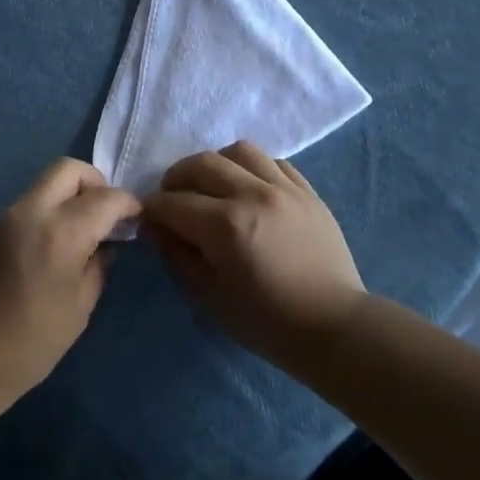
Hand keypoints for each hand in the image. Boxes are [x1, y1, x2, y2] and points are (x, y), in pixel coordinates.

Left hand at [0, 159, 139, 408]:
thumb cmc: (28, 345)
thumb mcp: (78, 310)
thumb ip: (98, 268)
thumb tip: (106, 246)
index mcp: (61, 233)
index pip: (106, 198)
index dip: (128, 204)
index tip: (137, 218)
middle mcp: (31, 212)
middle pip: (68, 169)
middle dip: (95, 183)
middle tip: (105, 216)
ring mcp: (4, 217)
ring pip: (45, 184)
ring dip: (68, 197)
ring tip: (79, 233)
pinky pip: (26, 205)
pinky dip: (46, 212)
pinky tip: (49, 248)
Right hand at [141, 141, 367, 367]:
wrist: (333, 327)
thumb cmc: (266, 322)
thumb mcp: (209, 297)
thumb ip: (177, 256)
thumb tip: (155, 228)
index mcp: (225, 225)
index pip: (173, 203)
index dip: (152, 209)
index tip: (146, 219)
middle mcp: (253, 194)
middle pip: (202, 164)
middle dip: (176, 178)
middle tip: (172, 199)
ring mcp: (285, 189)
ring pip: (240, 151)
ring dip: (217, 164)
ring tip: (212, 187)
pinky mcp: (308, 192)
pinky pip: (274, 162)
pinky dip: (253, 169)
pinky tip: (249, 189)